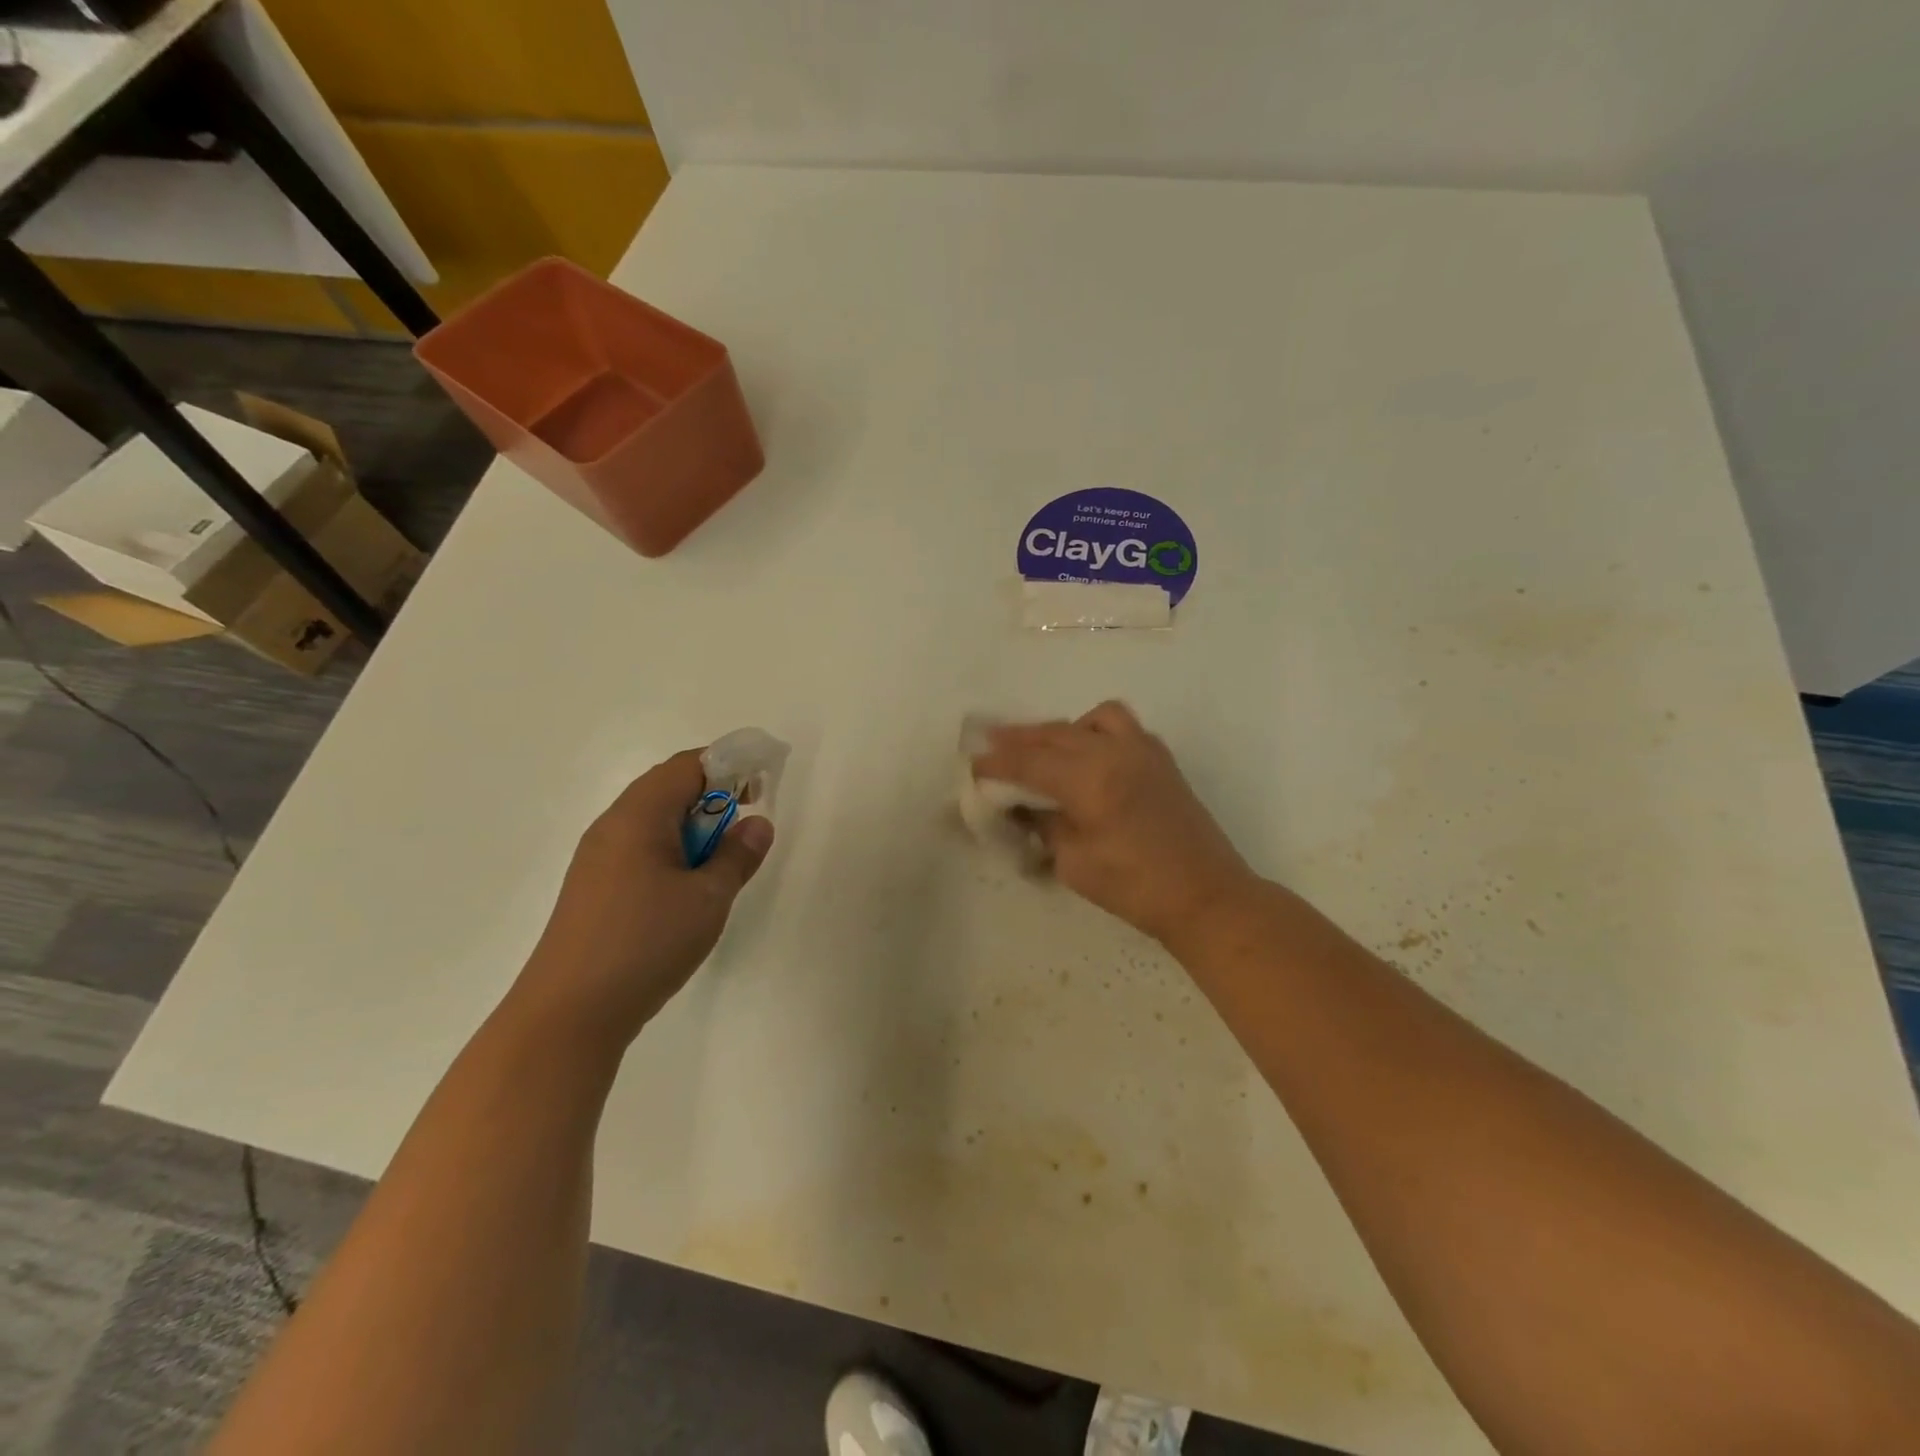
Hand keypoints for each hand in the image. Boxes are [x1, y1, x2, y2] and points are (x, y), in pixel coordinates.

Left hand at [511, 749, 773, 1047]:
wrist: (569, 1013)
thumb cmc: (646, 943)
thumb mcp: (708, 897)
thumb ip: (737, 855)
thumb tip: (756, 824)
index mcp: (638, 816)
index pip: (687, 766)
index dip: (728, 766)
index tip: (761, 788)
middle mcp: (612, 827)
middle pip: (667, 788)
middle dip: (712, 796)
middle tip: (746, 823)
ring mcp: (597, 859)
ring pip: (653, 822)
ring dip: (693, 828)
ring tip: (721, 860)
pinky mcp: (593, 889)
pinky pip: (639, 850)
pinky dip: (673, 852)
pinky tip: (688, 889)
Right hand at [973, 702, 1257, 944]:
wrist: (1205, 895)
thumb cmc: (1135, 888)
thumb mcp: (1074, 862)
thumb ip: (1044, 824)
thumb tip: (1023, 805)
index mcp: (1091, 779)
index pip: (1030, 762)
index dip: (997, 763)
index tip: (973, 764)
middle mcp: (1116, 752)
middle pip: (1055, 734)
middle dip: (1019, 739)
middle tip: (990, 743)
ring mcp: (1143, 750)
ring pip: (1090, 720)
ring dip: (1060, 730)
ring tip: (1043, 748)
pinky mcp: (1160, 759)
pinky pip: (1120, 727)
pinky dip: (1094, 732)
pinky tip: (1086, 755)